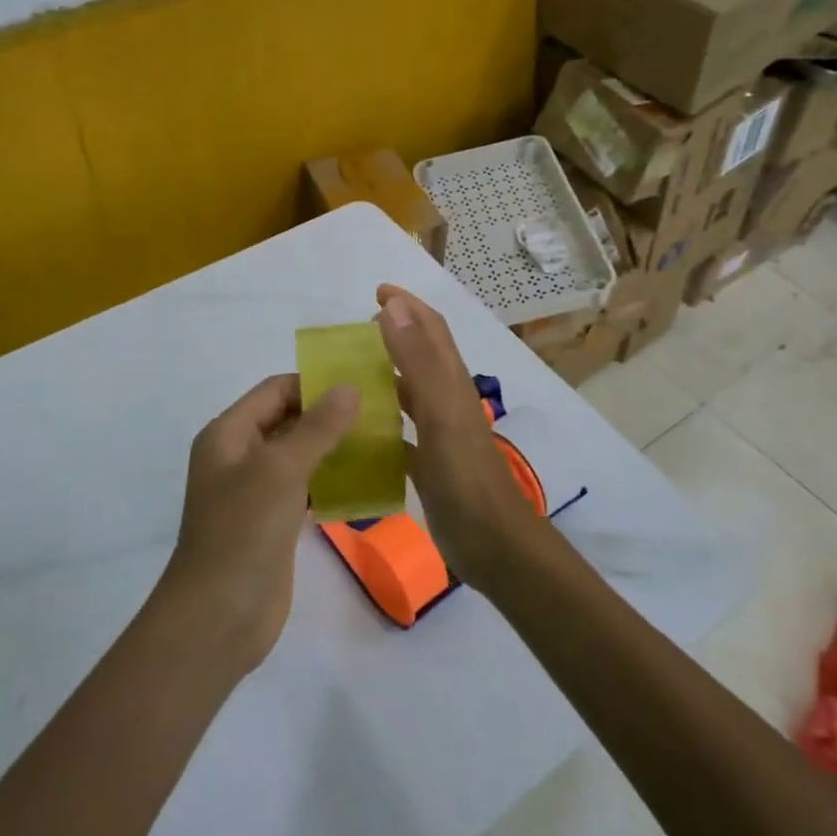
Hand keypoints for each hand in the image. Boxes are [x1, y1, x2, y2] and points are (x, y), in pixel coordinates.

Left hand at [162, 374, 359, 672]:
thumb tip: (349, 387)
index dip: (315, 384)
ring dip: (333, 447)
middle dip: (329, 415)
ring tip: (380, 442)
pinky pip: (304, 487)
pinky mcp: (272, 522)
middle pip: (287, 420)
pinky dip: (329, 480)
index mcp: (228, 434)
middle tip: (381, 414)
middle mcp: (238, 456)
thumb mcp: (281, 471)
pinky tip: (365, 481)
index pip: (275, 390)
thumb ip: (317, 428)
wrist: (218, 617)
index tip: (363, 386)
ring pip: (298, 455)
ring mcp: (255, 491)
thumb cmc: (243, 532)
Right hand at [374, 285, 543, 590]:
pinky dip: (378, 424)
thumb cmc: (465, 476)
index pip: (431, 330)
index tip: (376, 292)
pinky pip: (398, 434)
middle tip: (350, 335)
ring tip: (344, 376)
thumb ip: (418, 361)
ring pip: (408, 394)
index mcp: (450, 384)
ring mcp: (438, 434)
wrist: (492, 543)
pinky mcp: (428, 464)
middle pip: (419, 357)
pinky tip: (352, 432)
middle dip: (392, 336)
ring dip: (382, 378)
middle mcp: (445, 402)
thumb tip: (393, 308)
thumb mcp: (440, 412)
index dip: (408, 306)